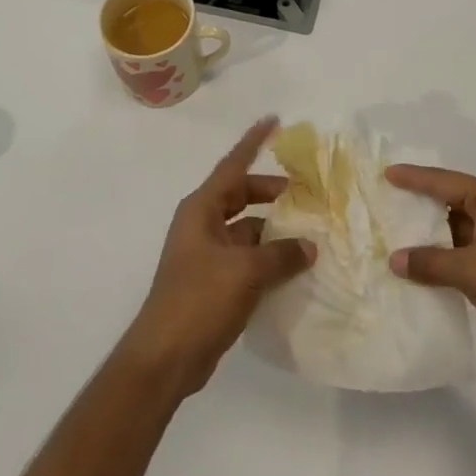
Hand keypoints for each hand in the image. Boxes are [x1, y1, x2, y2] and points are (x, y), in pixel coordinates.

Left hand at [121, 118, 315, 396]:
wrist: (165, 356)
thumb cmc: (199, 299)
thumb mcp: (244, 272)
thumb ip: (280, 255)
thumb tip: (309, 246)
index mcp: (202, 209)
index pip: (233, 166)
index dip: (253, 142)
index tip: (273, 120)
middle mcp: (202, 224)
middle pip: (241, 196)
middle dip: (271, 192)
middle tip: (304, 192)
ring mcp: (207, 254)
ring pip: (247, 229)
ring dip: (273, 230)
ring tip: (309, 232)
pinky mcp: (213, 282)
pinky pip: (246, 258)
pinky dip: (268, 258)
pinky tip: (294, 267)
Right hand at [386, 165, 475, 368]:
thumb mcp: (473, 272)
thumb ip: (431, 262)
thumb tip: (394, 260)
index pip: (444, 181)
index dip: (414, 178)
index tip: (385, 174)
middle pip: (451, 202)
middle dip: (419, 208)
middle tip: (384, 206)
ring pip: (459, 229)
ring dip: (432, 237)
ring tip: (394, 238)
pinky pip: (468, 251)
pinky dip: (447, 257)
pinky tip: (423, 267)